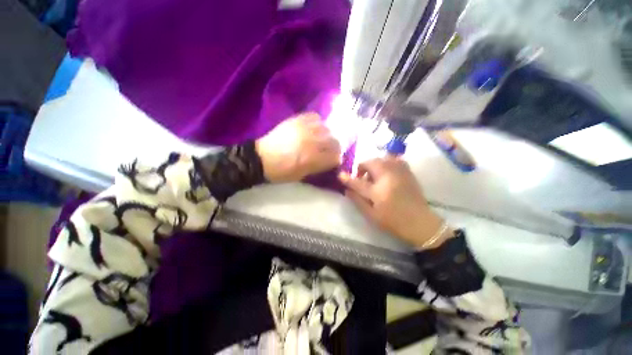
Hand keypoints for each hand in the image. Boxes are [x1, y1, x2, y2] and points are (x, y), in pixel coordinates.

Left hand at [256, 113, 340, 182]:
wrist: (261, 158)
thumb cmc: (281, 172)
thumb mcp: (302, 175)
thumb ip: (318, 167)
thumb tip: (330, 161)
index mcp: (312, 158)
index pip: (335, 157)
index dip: (336, 160)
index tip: (334, 161)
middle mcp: (311, 141)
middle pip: (334, 141)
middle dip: (335, 147)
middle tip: (330, 150)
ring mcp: (304, 129)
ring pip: (327, 128)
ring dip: (328, 135)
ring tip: (322, 139)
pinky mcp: (296, 120)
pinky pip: (315, 116)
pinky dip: (318, 123)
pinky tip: (315, 128)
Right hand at [339, 157, 452, 248]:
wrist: (421, 223)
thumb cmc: (393, 221)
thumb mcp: (371, 215)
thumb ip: (357, 200)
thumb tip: (346, 189)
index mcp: (378, 191)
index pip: (358, 182)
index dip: (347, 178)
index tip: (340, 175)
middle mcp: (389, 178)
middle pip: (371, 163)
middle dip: (362, 167)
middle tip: (361, 178)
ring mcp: (400, 173)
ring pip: (383, 158)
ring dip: (374, 164)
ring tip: (373, 175)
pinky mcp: (408, 172)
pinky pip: (395, 159)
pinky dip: (387, 162)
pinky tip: (386, 172)